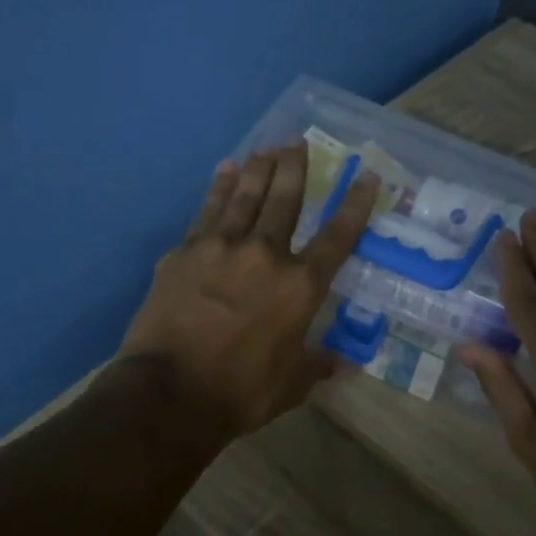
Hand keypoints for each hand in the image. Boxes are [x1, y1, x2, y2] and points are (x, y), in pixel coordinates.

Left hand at [118, 144, 378, 441]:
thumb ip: (317, 364)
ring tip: (266, 148)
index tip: (366, 177)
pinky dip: (218, 187)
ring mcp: (220, 248)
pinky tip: (224, 171)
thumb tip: (342, 363)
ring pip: (245, 196)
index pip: (337, 237)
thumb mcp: (291, 385)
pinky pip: (206, 210)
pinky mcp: (184, 252)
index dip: (355, 205)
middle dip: (295, 168)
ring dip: (259, 169)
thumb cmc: (240, 392)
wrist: (169, 393)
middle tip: (298, 142)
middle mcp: (265, 255)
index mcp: (300, 287)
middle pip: (286, 200)